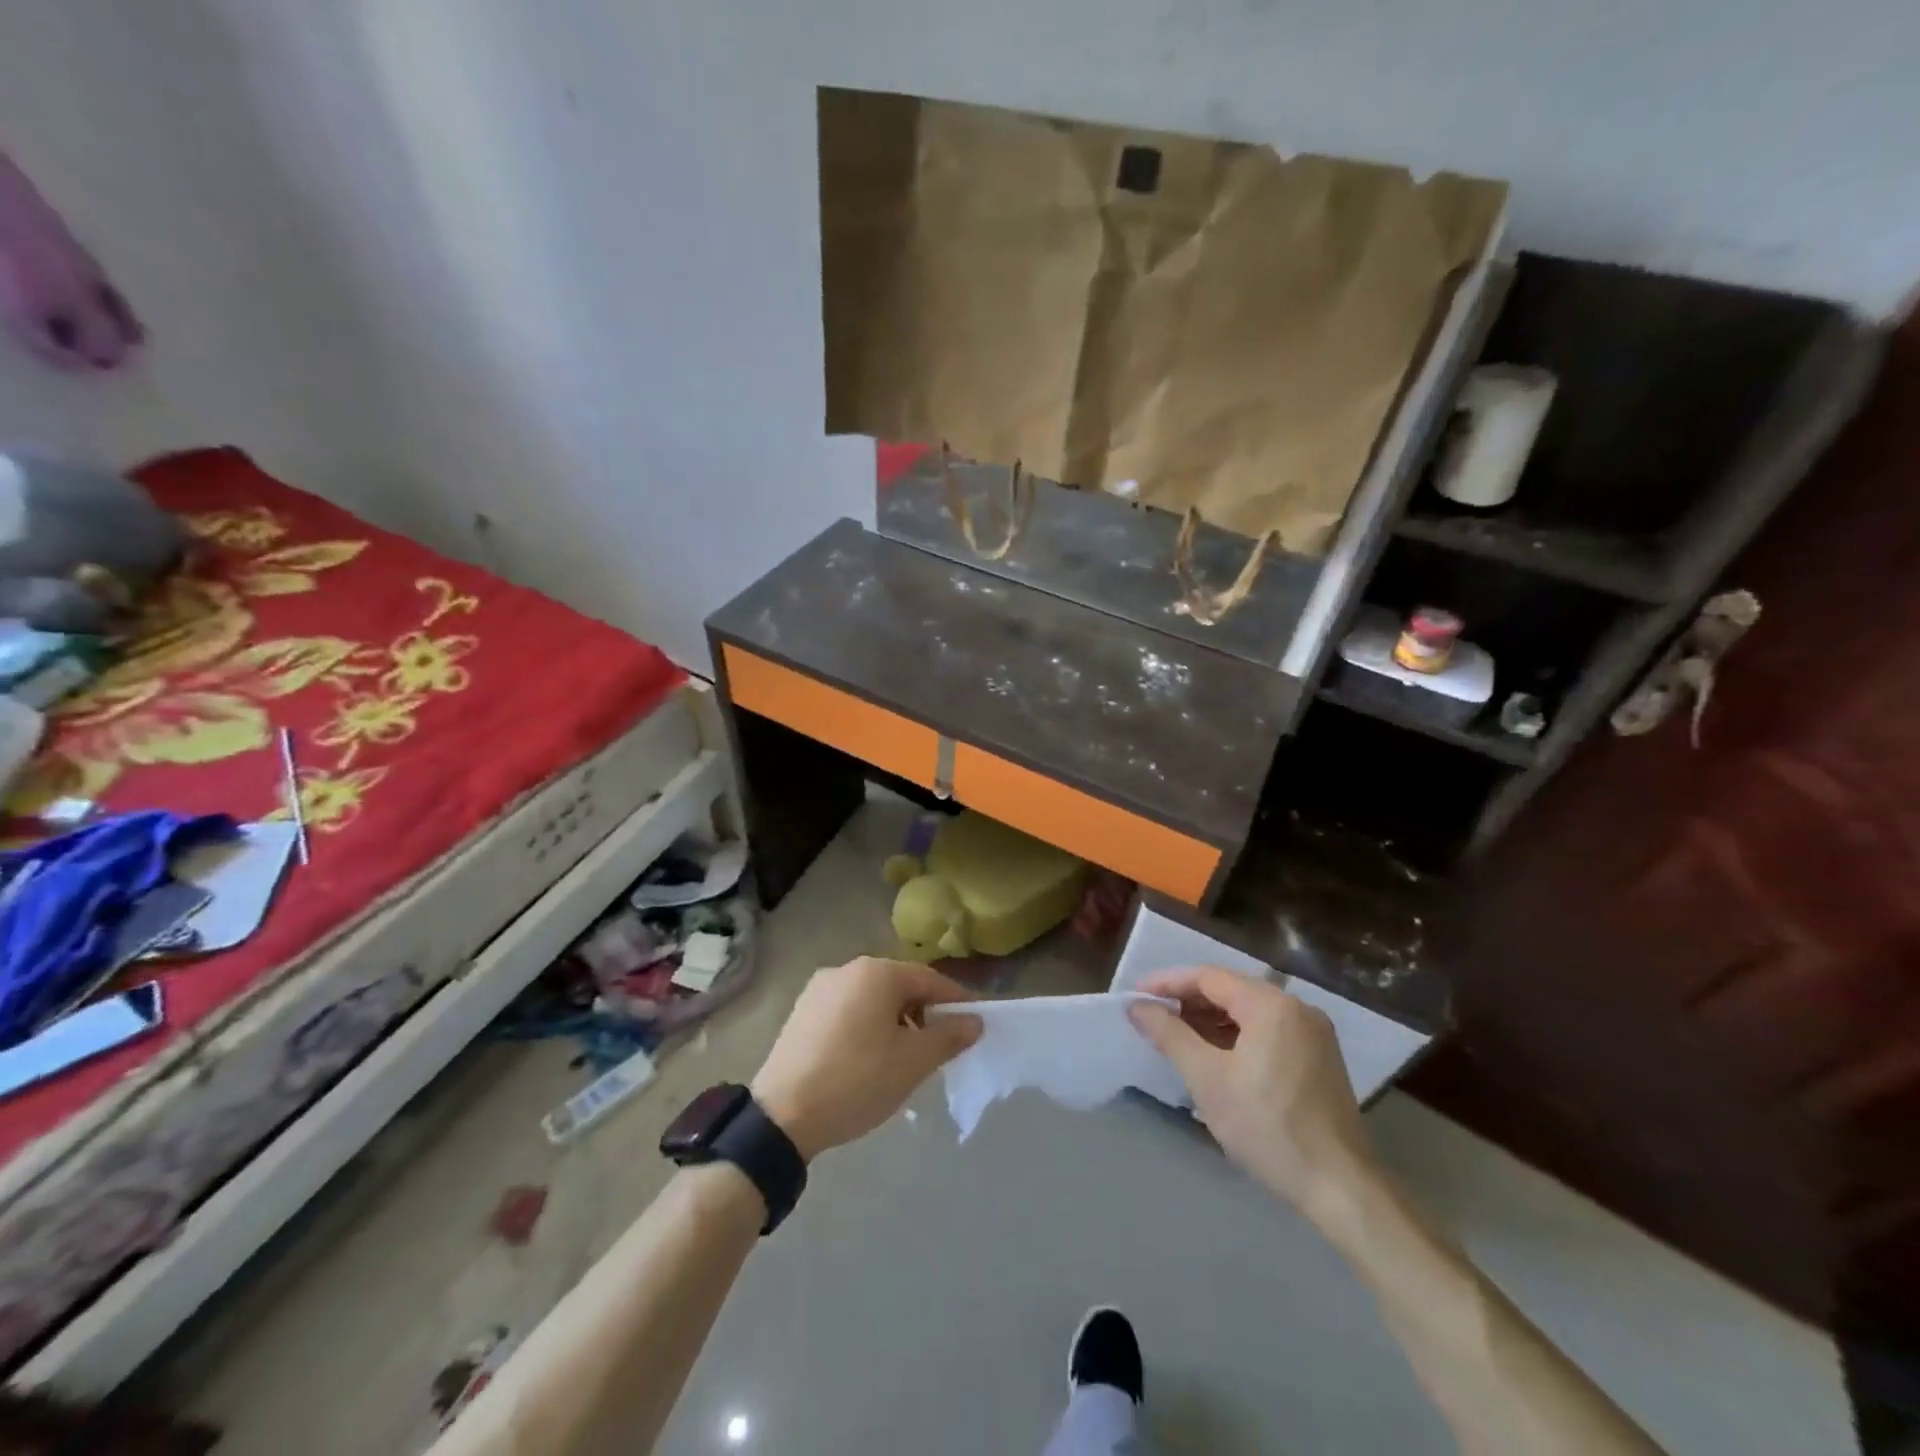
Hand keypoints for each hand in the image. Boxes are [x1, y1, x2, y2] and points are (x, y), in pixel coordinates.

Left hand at [752, 957, 980, 1160]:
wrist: (781, 1116)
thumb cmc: (857, 1080)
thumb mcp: (913, 1062)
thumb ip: (948, 1036)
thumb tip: (974, 1021)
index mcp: (876, 972)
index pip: (930, 979)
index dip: (956, 1001)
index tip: (975, 1025)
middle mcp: (847, 969)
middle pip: (900, 985)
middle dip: (925, 1012)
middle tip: (941, 1046)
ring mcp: (820, 989)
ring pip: (873, 998)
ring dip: (896, 1021)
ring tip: (906, 1057)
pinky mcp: (802, 1012)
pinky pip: (848, 1011)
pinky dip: (867, 1027)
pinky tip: (869, 1059)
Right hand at [1130, 967, 1375, 1216]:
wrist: (1340, 1188)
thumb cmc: (1267, 1126)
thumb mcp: (1207, 1079)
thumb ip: (1169, 1035)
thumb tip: (1137, 1007)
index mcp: (1271, 1005)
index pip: (1209, 977)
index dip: (1168, 983)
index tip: (1136, 997)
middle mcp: (1297, 1008)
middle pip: (1231, 989)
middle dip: (1189, 1001)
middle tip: (1153, 1017)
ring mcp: (1313, 1034)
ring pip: (1250, 1011)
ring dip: (1212, 1019)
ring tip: (1178, 1037)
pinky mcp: (1320, 1059)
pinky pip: (1269, 1030)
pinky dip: (1237, 1035)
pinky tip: (1216, 1056)